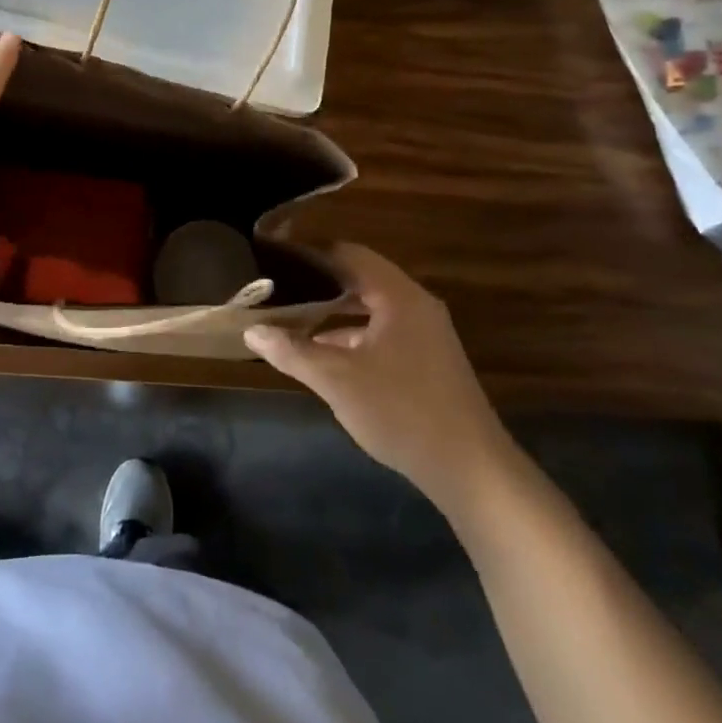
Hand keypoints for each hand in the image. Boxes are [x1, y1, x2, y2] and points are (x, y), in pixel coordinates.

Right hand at [245, 245, 510, 500]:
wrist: (471, 470)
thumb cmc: (401, 411)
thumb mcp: (337, 381)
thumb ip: (292, 352)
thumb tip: (251, 330)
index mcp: (399, 296)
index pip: (348, 254)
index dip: (311, 252)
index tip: (276, 254)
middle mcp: (415, 305)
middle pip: (360, 279)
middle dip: (318, 282)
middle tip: (278, 284)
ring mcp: (425, 333)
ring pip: (371, 308)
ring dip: (334, 311)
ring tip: (292, 316)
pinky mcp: (427, 360)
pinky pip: (382, 331)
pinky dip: (352, 335)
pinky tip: (324, 354)